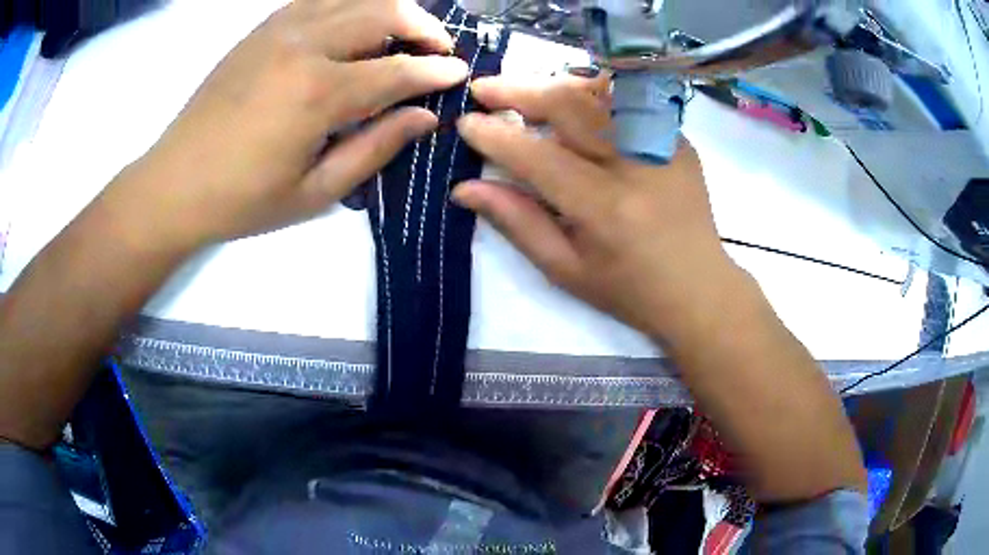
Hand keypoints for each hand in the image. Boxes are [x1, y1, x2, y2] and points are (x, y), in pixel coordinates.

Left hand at [103, 0, 467, 249]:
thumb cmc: (242, 200)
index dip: (436, 70)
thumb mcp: (315, 192)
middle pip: (385, 13)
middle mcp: (305, 46)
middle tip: (439, 48)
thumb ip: (375, 148)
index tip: (460, 72)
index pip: (398, 69)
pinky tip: (357, 21)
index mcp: (319, 94)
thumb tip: (424, 118)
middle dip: (424, 27)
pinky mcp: (262, 28)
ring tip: (405, 30)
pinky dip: (350, 3)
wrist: (174, 183)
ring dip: (391, 8)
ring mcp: (280, 29)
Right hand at [454, 76, 745, 340]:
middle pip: (569, 107)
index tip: (465, 123)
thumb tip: (465, 188)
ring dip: (554, 85)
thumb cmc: (629, 290)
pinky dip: (591, 95)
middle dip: (519, 91)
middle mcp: (634, 165)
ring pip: (599, 94)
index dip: (495, 136)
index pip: (537, 156)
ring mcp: (662, 145)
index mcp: (603, 208)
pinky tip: (571, 101)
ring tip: (523, 90)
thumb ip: (516, 222)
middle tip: (484, 88)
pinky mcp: (677, 139)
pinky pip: (627, 103)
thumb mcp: (565, 269)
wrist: (699, 287)